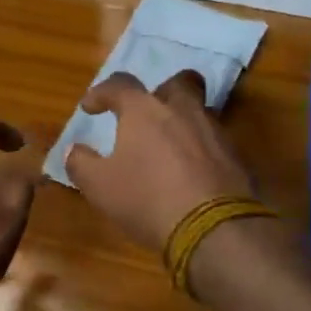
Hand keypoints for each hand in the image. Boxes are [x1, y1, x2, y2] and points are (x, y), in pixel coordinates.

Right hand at [65, 71, 255, 250]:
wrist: (214, 228)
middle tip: (147, 114)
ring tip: (168, 147)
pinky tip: (191, 172)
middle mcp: (183, 110)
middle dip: (160, 93)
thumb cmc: (147, 199)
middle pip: (177, 83)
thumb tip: (74, 150)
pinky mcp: (236, 156)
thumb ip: (81, 163)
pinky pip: (214, 141)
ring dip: (182, 122)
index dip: (101, 93)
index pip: (119, 85)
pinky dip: (200, 149)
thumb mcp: (100, 186)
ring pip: (199, 111)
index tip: (90, 107)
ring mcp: (214, 131)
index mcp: (145, 110)